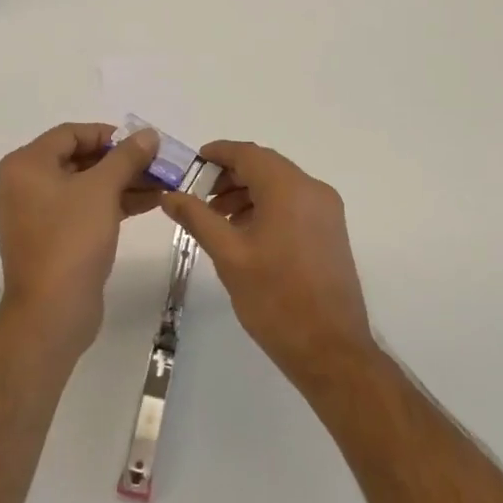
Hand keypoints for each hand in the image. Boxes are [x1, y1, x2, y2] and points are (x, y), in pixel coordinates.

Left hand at [0, 123, 161, 355]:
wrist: (51, 312)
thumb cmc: (71, 239)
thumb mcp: (102, 189)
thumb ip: (126, 157)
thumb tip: (148, 134)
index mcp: (26, 165)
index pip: (70, 134)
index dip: (109, 134)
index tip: (142, 143)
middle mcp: (25, 185)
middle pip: (78, 159)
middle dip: (121, 161)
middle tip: (157, 163)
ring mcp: (37, 214)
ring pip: (85, 186)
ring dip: (122, 182)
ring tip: (162, 183)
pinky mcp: (52, 239)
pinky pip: (84, 209)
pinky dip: (113, 204)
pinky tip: (149, 203)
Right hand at [160, 141, 373, 382]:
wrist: (330, 349)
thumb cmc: (275, 298)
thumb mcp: (228, 255)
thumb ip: (198, 218)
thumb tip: (170, 195)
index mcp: (289, 188)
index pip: (248, 153)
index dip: (217, 153)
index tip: (191, 164)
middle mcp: (313, 189)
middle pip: (265, 166)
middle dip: (230, 176)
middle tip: (198, 196)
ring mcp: (327, 211)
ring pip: (280, 185)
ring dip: (248, 192)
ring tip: (217, 219)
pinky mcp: (332, 231)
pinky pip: (294, 203)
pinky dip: (268, 206)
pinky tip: (246, 233)